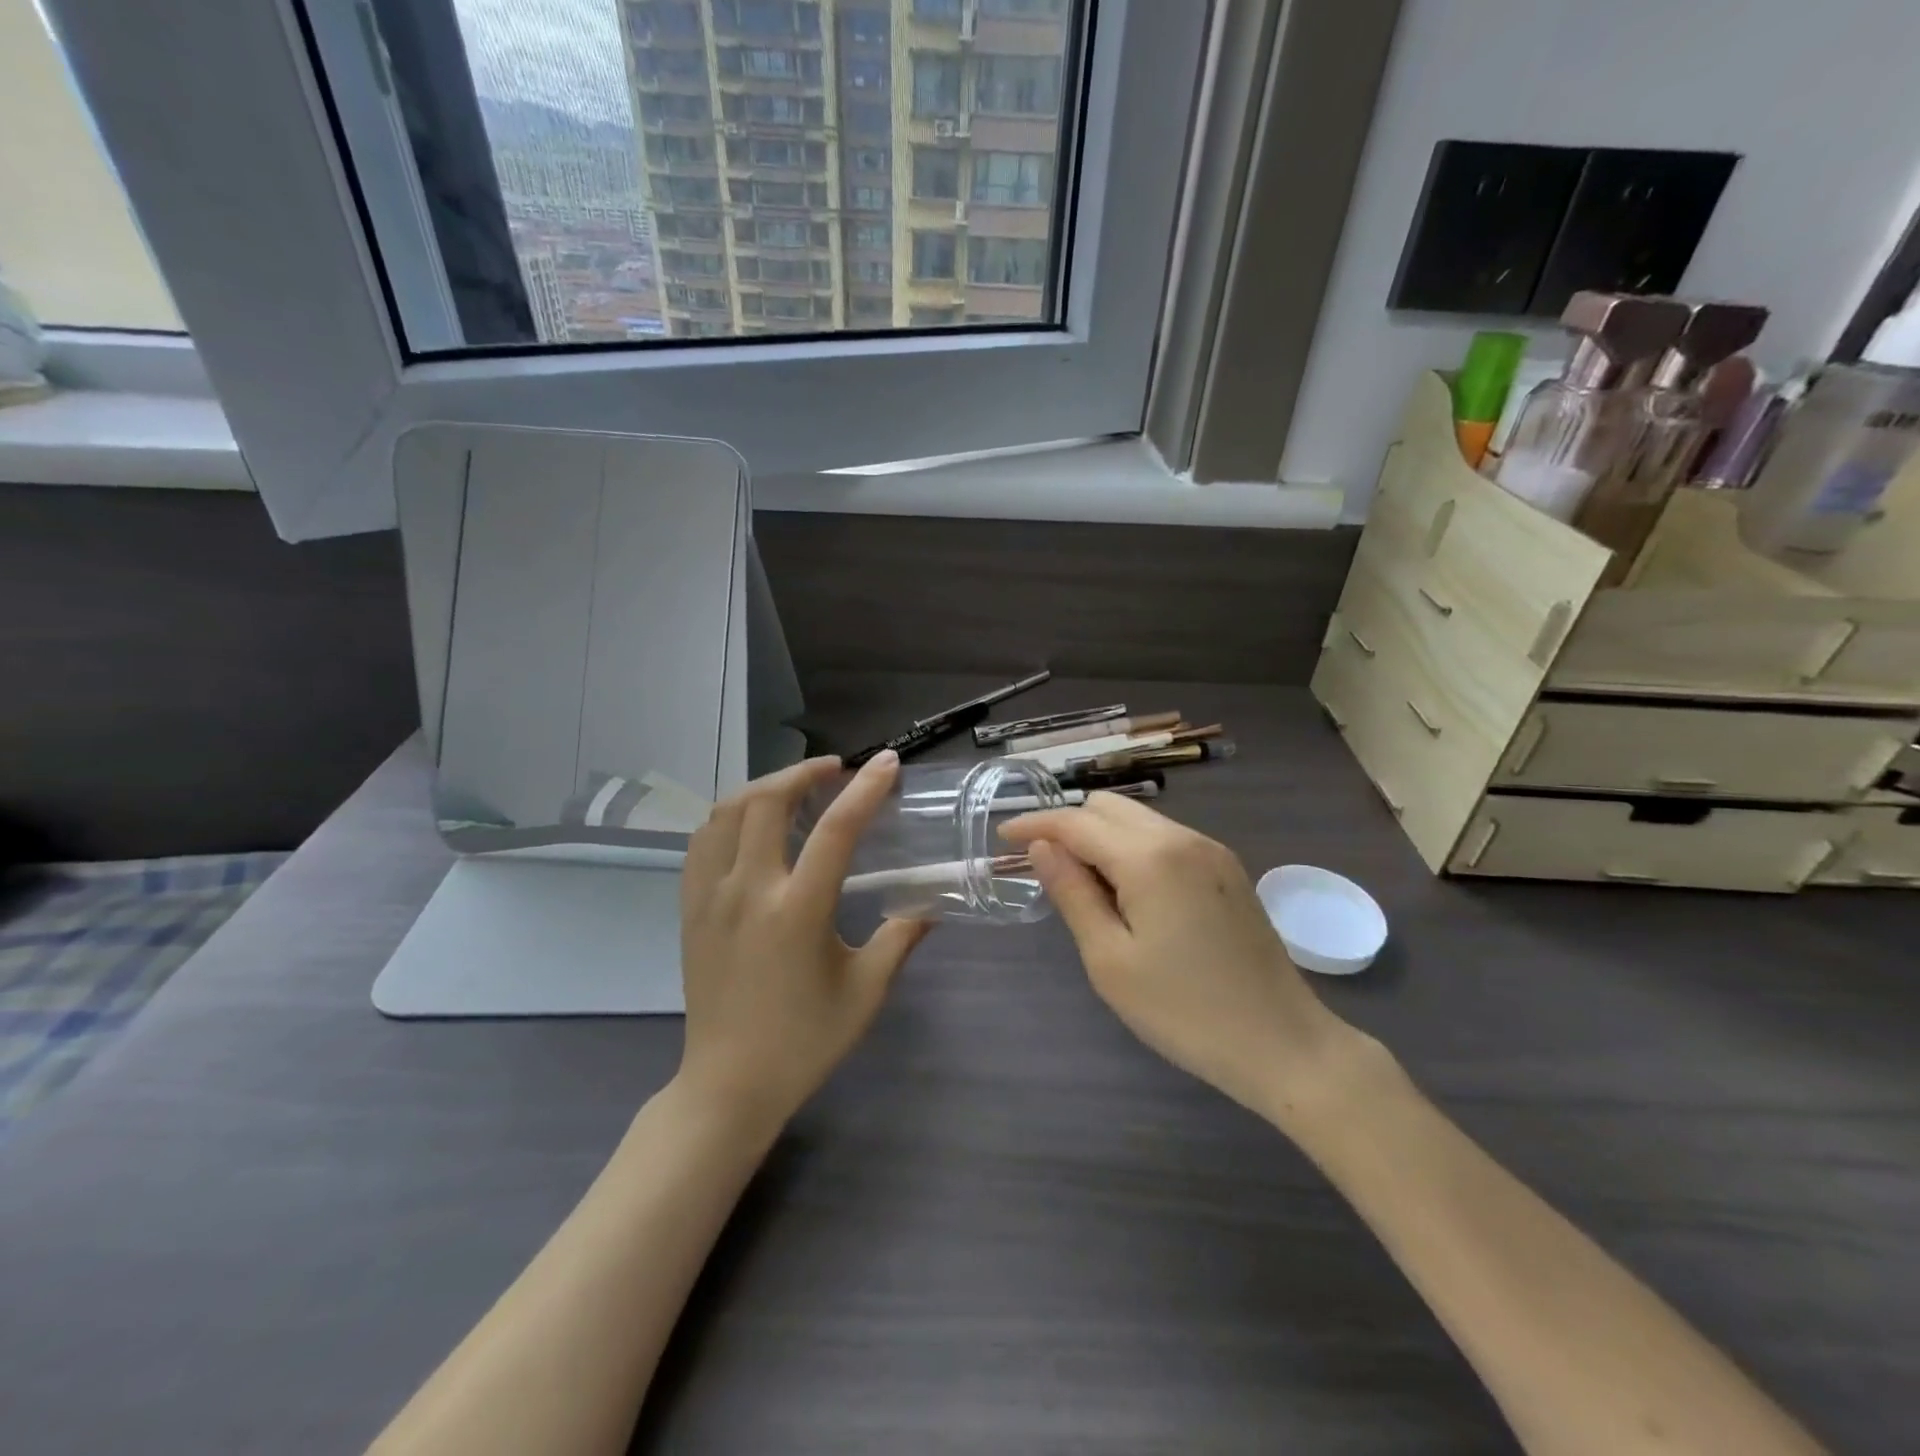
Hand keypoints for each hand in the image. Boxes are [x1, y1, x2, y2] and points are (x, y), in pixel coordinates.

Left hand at [677, 751, 929, 1133]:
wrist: (728, 1084)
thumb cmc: (804, 1041)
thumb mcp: (866, 991)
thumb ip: (900, 938)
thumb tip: (930, 903)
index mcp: (798, 912)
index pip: (836, 830)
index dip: (865, 788)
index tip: (885, 761)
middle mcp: (749, 891)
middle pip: (767, 801)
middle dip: (803, 772)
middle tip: (835, 771)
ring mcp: (711, 897)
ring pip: (728, 812)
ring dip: (764, 787)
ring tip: (795, 788)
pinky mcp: (690, 908)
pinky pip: (702, 840)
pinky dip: (730, 815)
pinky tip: (752, 823)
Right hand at [999, 794, 1358, 1123]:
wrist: (1283, 1043)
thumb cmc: (1184, 1011)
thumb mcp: (1110, 960)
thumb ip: (1072, 893)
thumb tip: (1041, 848)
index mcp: (1148, 857)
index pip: (1076, 822)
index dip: (1034, 824)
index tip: (1002, 836)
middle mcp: (1181, 837)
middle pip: (1108, 807)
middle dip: (1069, 825)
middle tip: (1044, 868)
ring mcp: (1210, 850)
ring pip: (1139, 820)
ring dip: (1102, 837)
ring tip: (1084, 885)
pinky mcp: (1227, 868)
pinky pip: (1165, 838)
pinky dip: (1134, 849)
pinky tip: (1129, 892)